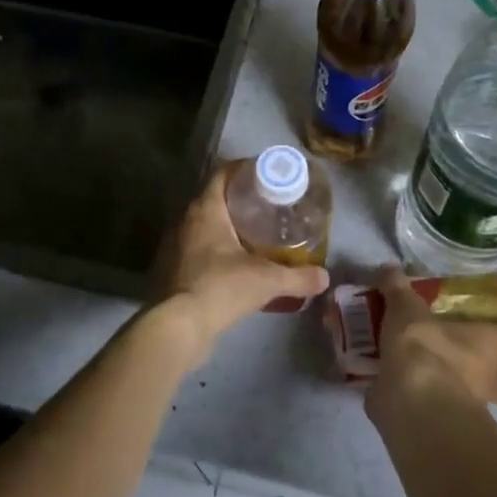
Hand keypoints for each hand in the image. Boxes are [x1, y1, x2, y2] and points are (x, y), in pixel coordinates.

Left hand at [160, 163, 329, 342]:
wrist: (178, 327)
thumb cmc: (220, 288)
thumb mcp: (266, 280)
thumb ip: (298, 277)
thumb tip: (324, 277)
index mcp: (205, 210)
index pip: (222, 174)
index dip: (244, 169)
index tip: (266, 175)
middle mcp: (185, 221)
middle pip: (213, 198)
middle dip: (239, 200)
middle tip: (267, 206)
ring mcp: (175, 245)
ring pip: (204, 225)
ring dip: (226, 226)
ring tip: (254, 234)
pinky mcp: (172, 269)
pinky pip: (197, 248)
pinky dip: (215, 249)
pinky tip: (234, 263)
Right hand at [368, 267, 496, 410]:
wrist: (409, 403)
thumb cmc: (425, 349)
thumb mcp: (407, 311)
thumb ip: (399, 291)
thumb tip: (389, 268)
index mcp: (492, 346)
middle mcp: (490, 380)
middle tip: (491, 367)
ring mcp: (471, 409)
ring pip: (482, 404)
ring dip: (468, 394)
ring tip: (443, 378)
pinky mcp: (444, 428)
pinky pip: (443, 413)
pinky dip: (429, 403)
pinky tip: (411, 393)